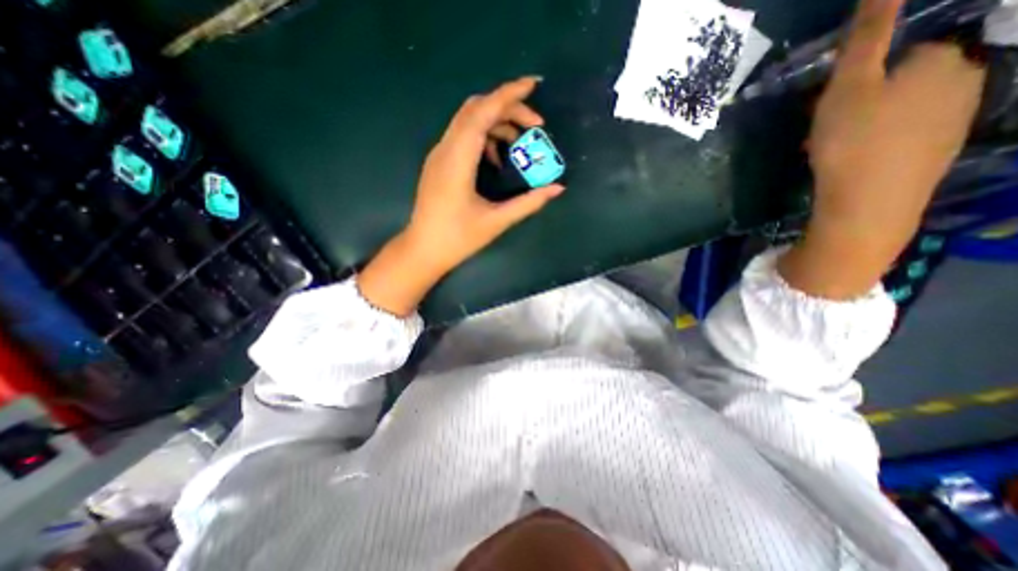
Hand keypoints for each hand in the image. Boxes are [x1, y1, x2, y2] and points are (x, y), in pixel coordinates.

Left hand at [357, 77, 564, 315]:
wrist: (423, 250)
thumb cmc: (458, 238)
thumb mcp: (497, 221)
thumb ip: (529, 203)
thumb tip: (558, 188)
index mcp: (458, 160)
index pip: (483, 112)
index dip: (509, 94)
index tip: (535, 84)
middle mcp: (445, 149)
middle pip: (476, 109)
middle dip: (508, 108)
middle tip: (535, 126)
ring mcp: (439, 155)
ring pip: (469, 121)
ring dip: (497, 123)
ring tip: (520, 145)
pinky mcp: (439, 163)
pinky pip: (463, 136)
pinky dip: (484, 137)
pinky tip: (496, 159)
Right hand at [780, 0, 986, 303]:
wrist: (869, 203)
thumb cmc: (854, 141)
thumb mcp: (848, 86)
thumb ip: (868, 35)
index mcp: (944, 62)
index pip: (905, 53)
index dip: (863, 78)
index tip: (833, 105)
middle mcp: (966, 83)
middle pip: (907, 82)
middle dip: (868, 100)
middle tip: (830, 129)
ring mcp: (956, 122)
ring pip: (906, 111)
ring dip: (871, 123)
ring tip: (837, 149)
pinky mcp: (940, 155)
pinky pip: (908, 137)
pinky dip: (881, 145)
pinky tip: (856, 163)